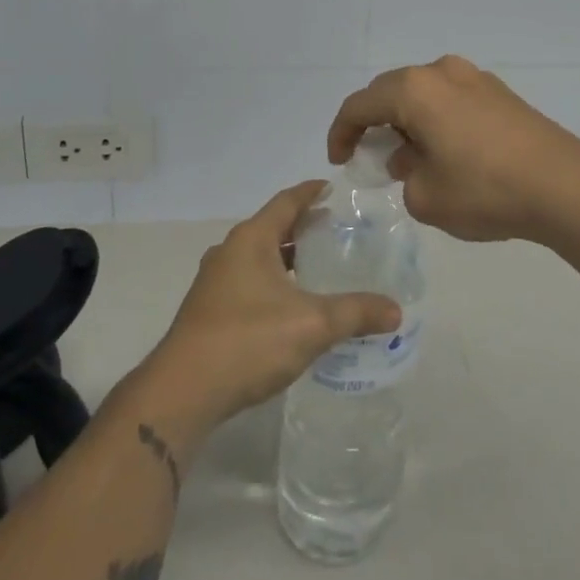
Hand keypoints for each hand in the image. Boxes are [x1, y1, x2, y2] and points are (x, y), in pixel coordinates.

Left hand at [135, 183, 401, 439]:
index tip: (333, 187)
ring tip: (320, 267)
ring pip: (259, 257)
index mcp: (251, 239)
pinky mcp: (208, 311)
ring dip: (287, 258)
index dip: (311, 192)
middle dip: (303, 227)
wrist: (183, 392)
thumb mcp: (312, 324)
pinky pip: (248, 282)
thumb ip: (356, 313)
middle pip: (272, 227)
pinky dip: (273, 282)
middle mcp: (229, 251)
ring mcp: (214, 282)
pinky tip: (292, 306)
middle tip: (337, 230)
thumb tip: (396, 310)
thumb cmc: (248, 341)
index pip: (286, 201)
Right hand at [329, 55, 579, 245]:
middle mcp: (441, 72)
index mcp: (414, 90)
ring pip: (424, 94)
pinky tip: (447, 153)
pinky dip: (438, 121)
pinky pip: (452, 100)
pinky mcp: (500, 93)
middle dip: (375, 123)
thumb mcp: (425, 197)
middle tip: (371, 156)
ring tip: (411, 159)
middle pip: (391, 92)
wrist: (564, 185)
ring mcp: (475, 78)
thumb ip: (404, 176)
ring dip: (409, 122)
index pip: (360, 104)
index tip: (340, 160)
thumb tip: (413, 159)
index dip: (341, 132)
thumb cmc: (485, 190)